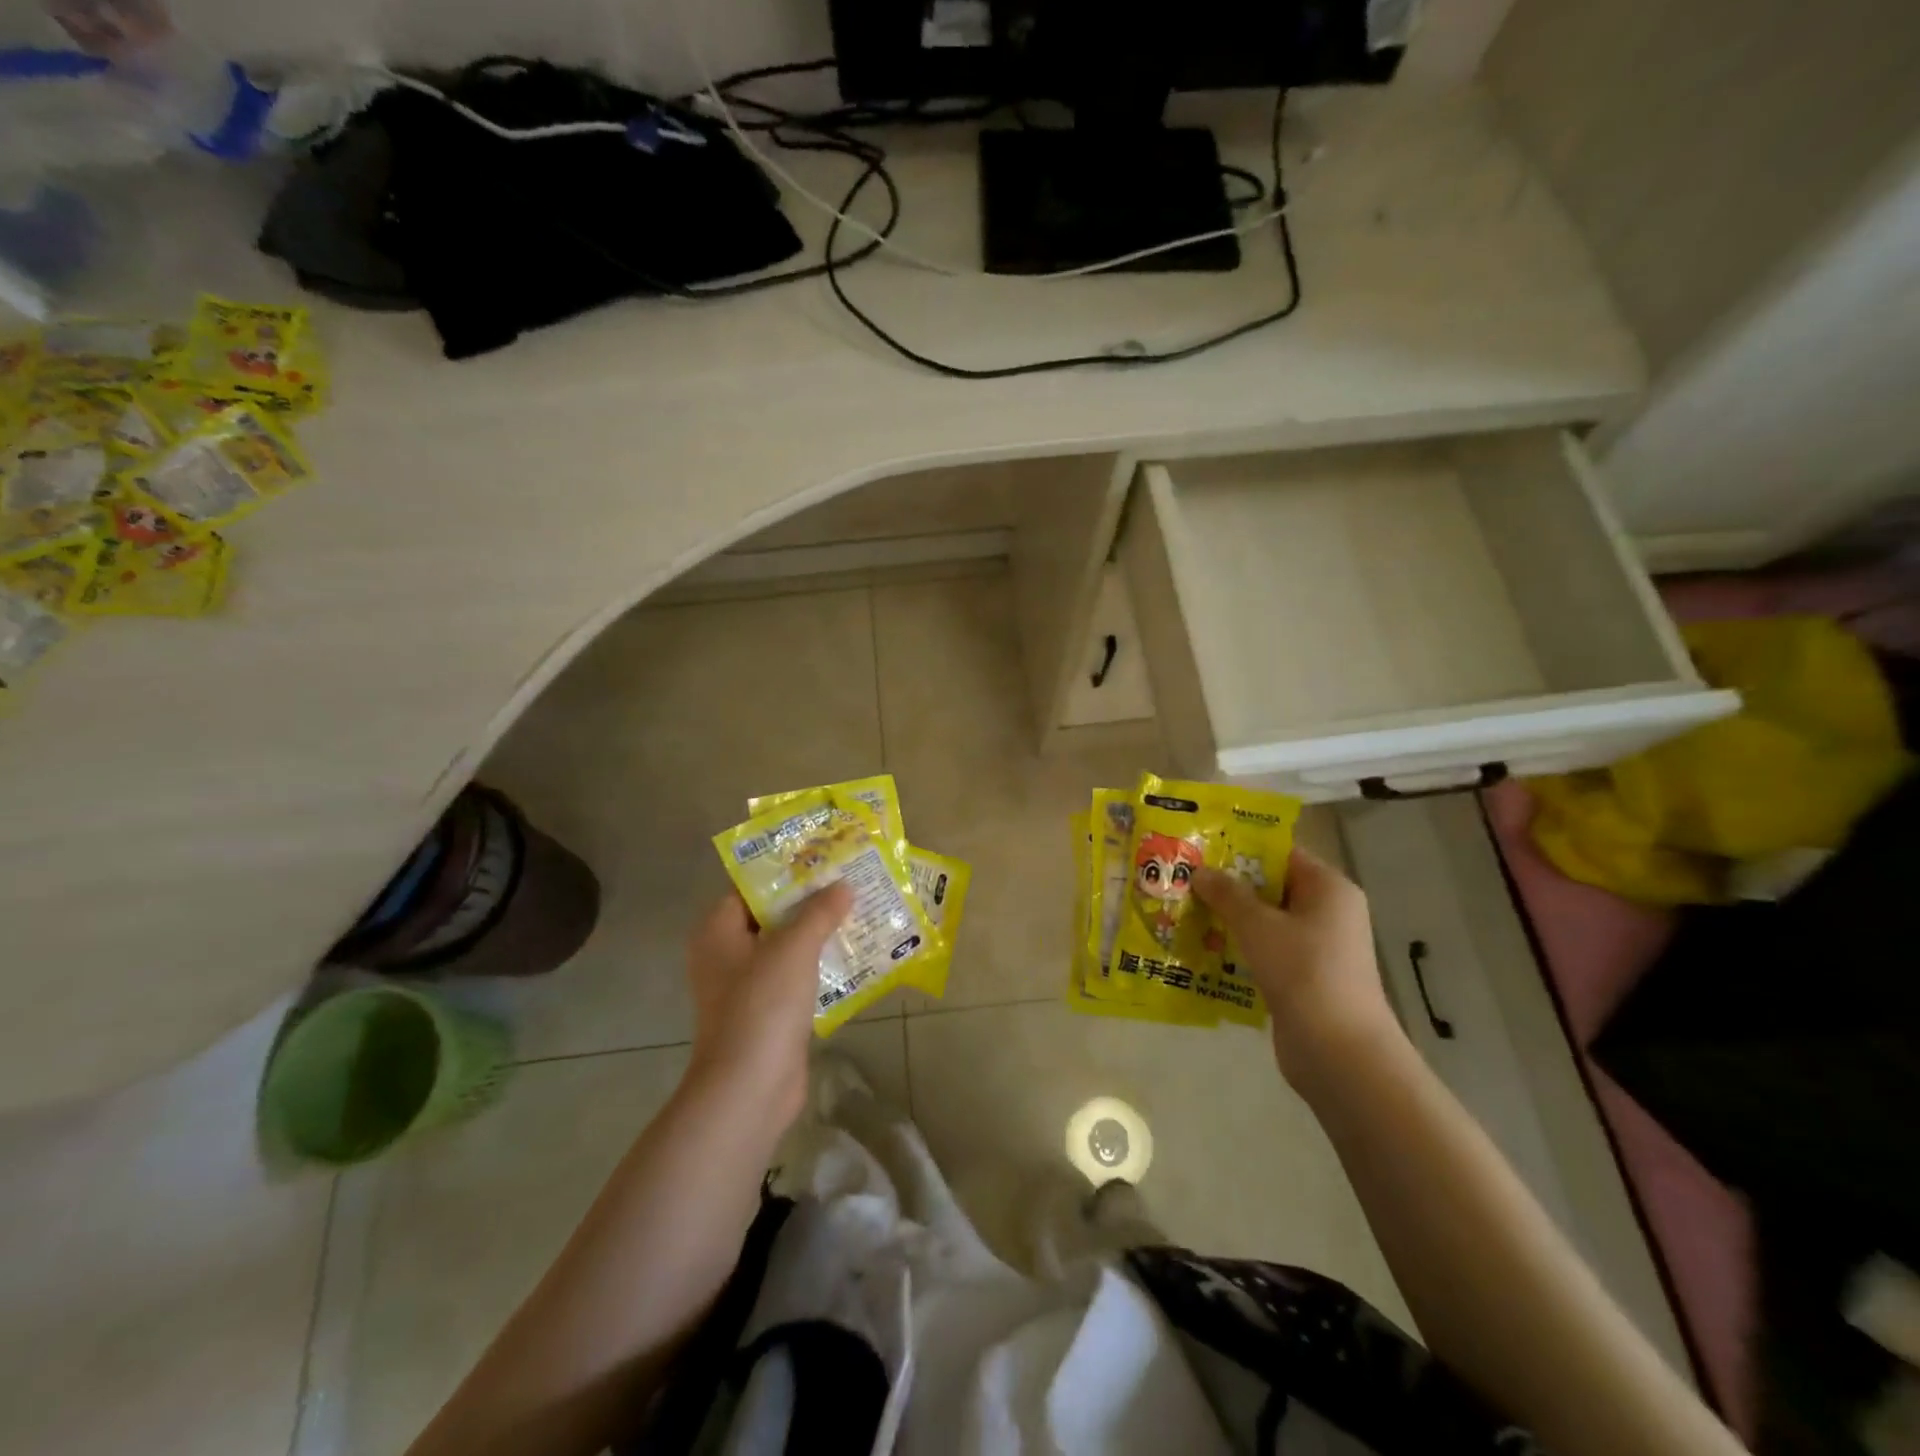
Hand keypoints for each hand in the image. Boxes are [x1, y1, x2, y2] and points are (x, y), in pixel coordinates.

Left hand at [683, 884, 851, 1124]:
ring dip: (819, 933)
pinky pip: (796, 976)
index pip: (751, 886)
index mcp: (718, 930)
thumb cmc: (762, 1005)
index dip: (786, 870)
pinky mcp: (767, 1012)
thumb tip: (843, 886)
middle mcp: (726, 954)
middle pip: (771, 915)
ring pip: (786, 947)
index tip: (823, 857)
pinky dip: (819, 965)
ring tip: (859, 910)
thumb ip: (819, 912)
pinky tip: (854, 954)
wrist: (749, 1088)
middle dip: (810, 901)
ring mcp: (746, 986)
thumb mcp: (794, 947)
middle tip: (849, 880)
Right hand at [1193, 847, 1402, 1087]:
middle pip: (1272, 887)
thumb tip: (1201, 871)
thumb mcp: (1257, 924)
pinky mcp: (1306, 978)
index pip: (1281, 854)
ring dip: (1231, 919)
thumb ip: (1227, 894)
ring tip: (1187, 913)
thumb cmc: (1302, 970)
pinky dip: (1241, 948)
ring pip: (1267, 922)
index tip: (1201, 850)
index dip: (1241, 849)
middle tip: (1185, 881)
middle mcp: (1329, 912)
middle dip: (1229, 886)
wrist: (1338, 1051)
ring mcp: (1319, 948)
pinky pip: (1268, 951)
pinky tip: (1205, 950)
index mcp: (1328, 888)